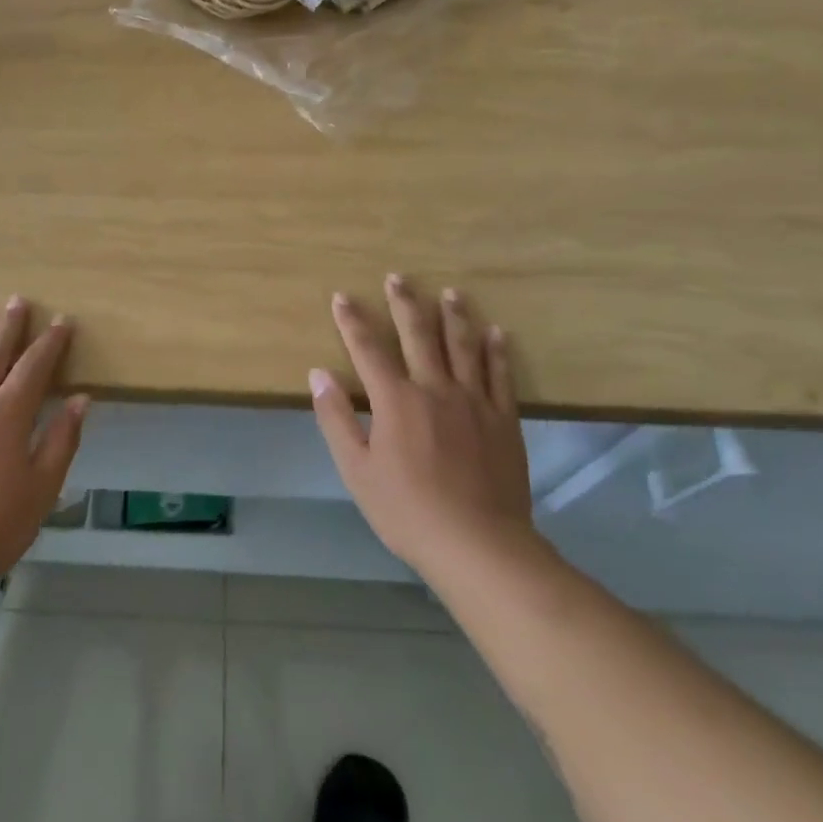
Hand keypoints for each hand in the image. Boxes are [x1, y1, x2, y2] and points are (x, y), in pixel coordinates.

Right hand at [309, 276, 532, 581]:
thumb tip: (318, 374)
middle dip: (404, 303)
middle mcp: (435, 389)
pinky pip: (501, 375)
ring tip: (451, 293)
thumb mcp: (357, 470)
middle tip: (398, 277)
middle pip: (418, 335)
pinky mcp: (504, 419)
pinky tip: (496, 332)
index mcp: (396, 400)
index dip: (352, 321)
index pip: (368, 349)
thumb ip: (337, 419)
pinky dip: (497, 351)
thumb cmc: (407, 511)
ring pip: (463, 346)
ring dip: (455, 316)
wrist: (477, 544)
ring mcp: (474, 401)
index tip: (342, 297)